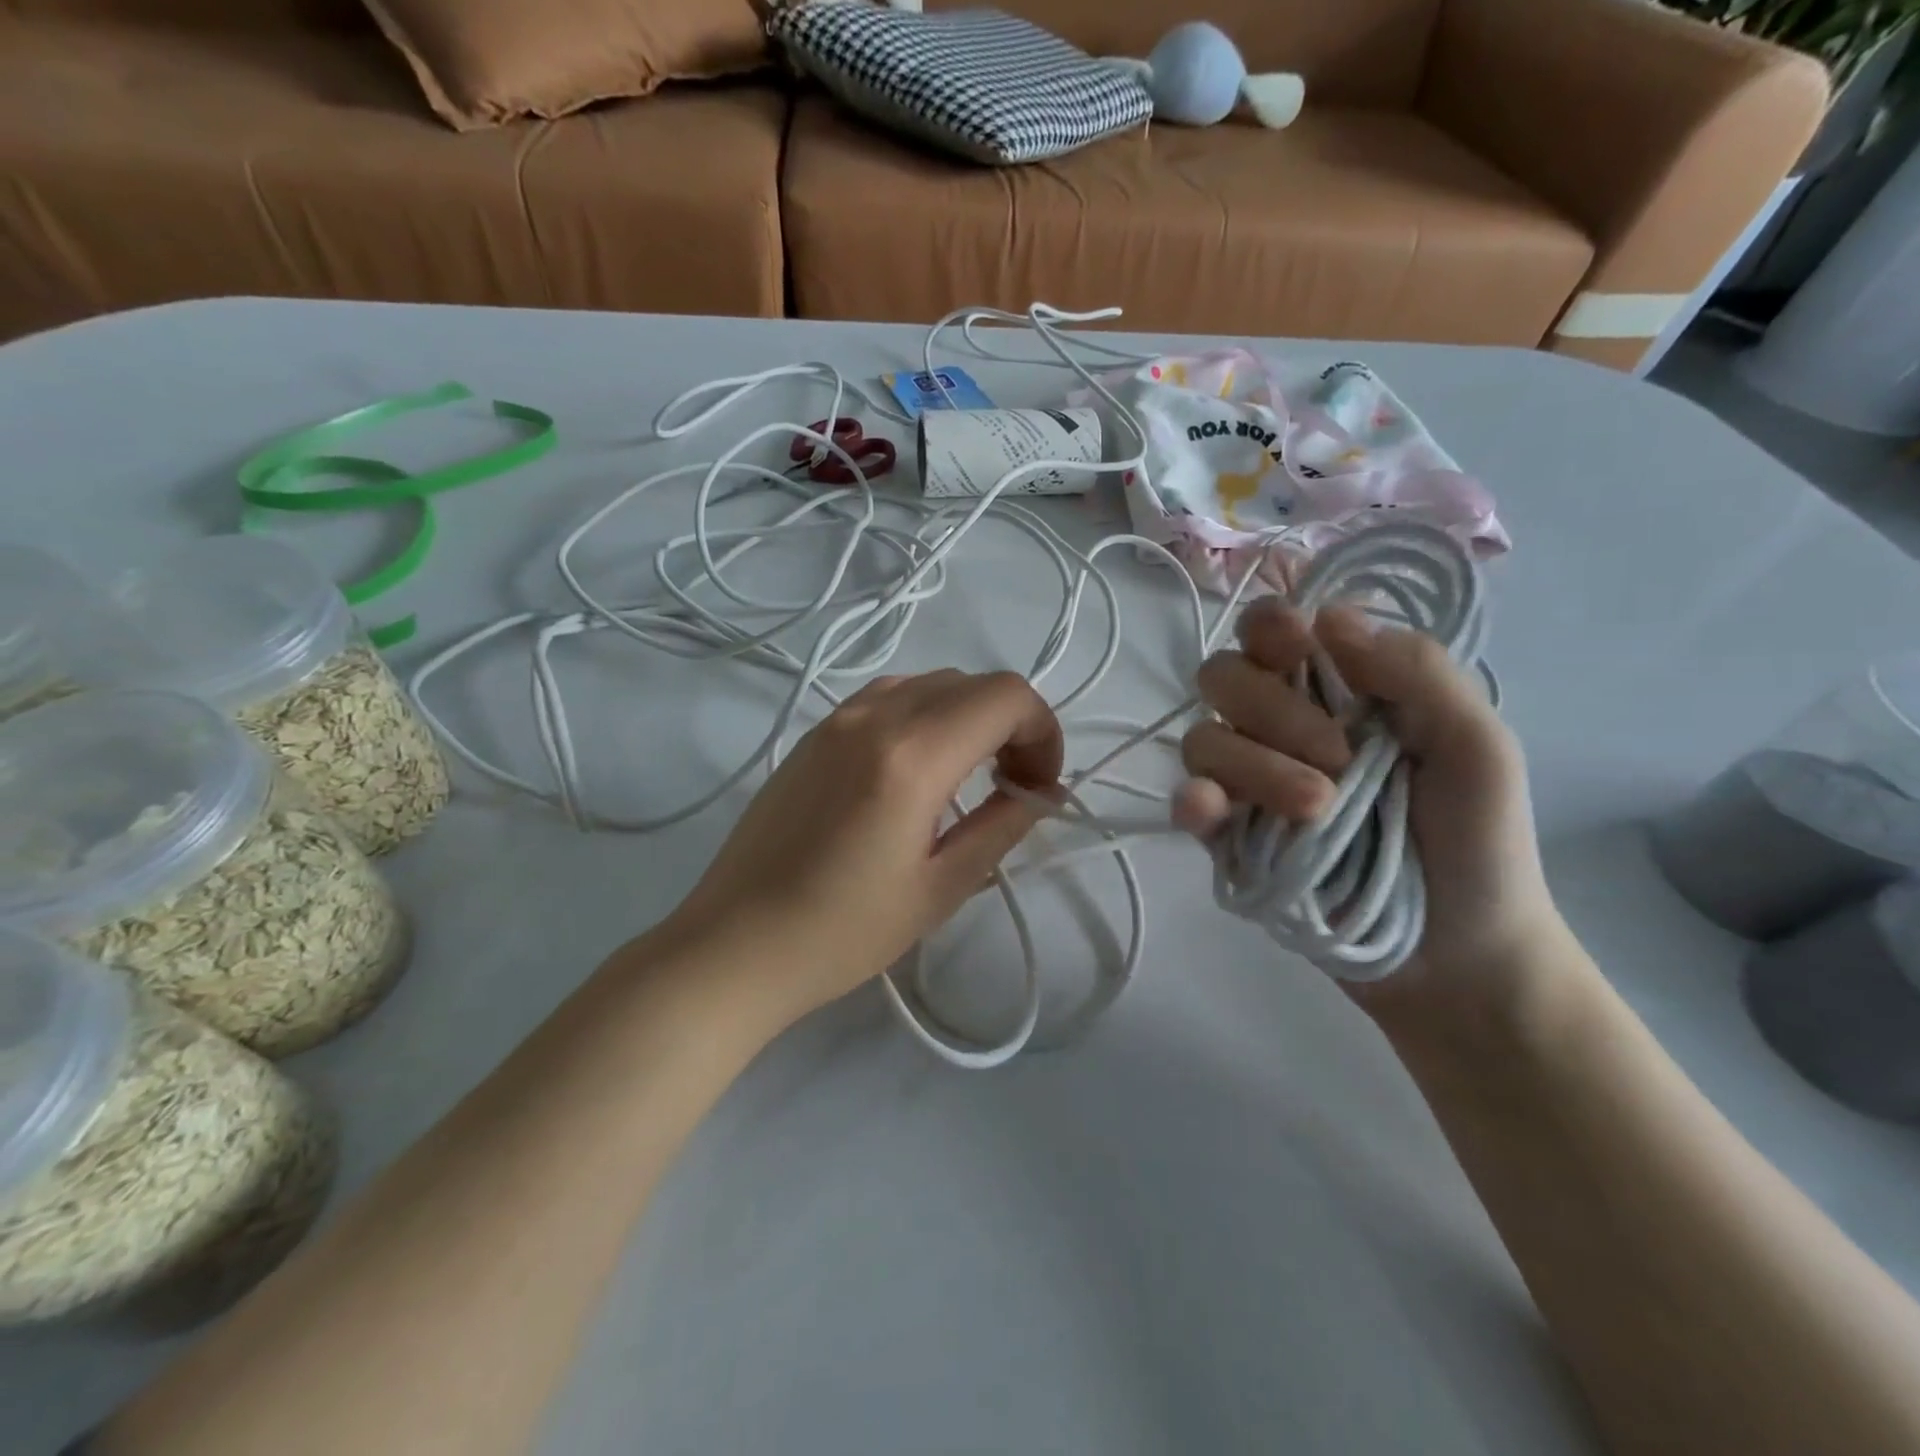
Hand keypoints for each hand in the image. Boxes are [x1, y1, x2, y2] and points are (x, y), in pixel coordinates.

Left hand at [670, 670, 1062, 1026]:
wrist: (733, 945)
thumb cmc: (842, 932)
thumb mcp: (940, 888)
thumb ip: (1002, 825)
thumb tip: (1043, 792)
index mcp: (911, 755)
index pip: (1005, 696)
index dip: (1043, 731)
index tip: (1041, 785)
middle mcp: (873, 716)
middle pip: (972, 683)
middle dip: (1011, 724)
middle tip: (1014, 786)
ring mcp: (836, 719)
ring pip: (929, 683)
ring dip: (968, 717)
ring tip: (969, 777)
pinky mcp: (813, 735)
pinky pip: (887, 698)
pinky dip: (925, 717)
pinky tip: (917, 773)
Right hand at [1173, 599, 1566, 1019]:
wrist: (1458, 956)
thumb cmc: (1481, 845)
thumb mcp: (1479, 747)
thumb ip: (1418, 672)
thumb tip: (1328, 615)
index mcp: (1338, 692)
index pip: (1272, 631)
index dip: (1270, 628)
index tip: (1298, 647)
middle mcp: (1281, 726)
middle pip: (1224, 677)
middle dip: (1272, 708)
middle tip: (1338, 758)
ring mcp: (1249, 783)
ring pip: (1205, 739)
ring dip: (1255, 766)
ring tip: (1318, 811)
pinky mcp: (1228, 837)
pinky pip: (1189, 800)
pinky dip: (1194, 799)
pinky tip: (1209, 813)